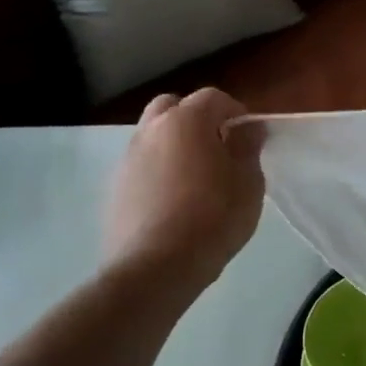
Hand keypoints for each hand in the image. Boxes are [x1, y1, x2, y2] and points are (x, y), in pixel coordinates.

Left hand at [104, 89, 264, 284]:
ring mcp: (128, 159)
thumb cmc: (214, 217)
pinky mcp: (115, 188)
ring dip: (175, 144)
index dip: (235, 111)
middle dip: (196, 118)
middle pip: (173, 107)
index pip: (213, 98)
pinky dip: (159, 170)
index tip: (249, 136)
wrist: (156, 267)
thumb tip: (248, 129)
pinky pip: (143, 165)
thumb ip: (248, 148)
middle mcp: (151, 131)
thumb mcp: (248, 182)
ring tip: (197, 177)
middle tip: (218, 147)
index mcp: (186, 122)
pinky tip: (176, 200)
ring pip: (153, 135)